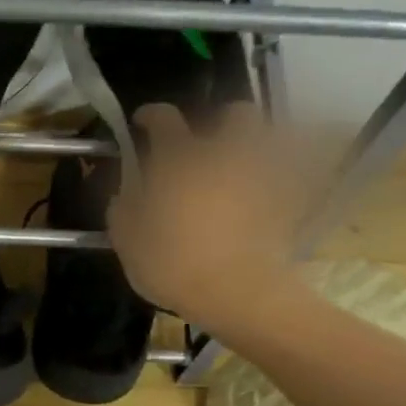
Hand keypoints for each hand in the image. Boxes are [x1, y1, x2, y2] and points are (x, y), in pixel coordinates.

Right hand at [107, 101, 316, 326]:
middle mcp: (222, 154)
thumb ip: (122, 212)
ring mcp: (258, 175)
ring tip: (234, 169)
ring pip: (263, 141)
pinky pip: (279, 179)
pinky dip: (269, 182)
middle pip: (234, 114)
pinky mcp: (283, 202)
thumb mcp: (128, 243)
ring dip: (249, 148)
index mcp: (179, 159)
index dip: (150, 116)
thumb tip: (124, 195)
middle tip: (205, 144)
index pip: (164, 119)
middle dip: (221, 121)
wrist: (236, 291)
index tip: (141, 121)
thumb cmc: (173, 264)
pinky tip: (255, 200)